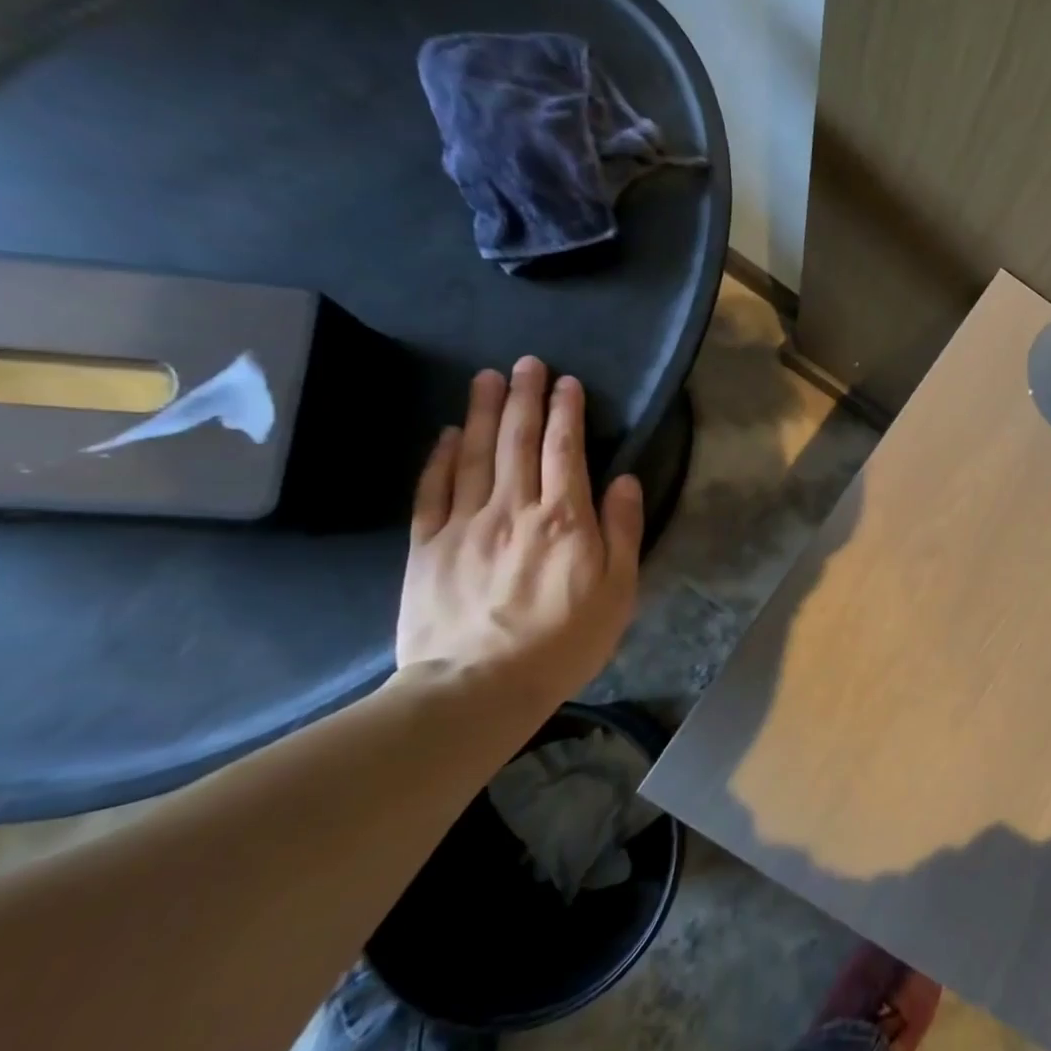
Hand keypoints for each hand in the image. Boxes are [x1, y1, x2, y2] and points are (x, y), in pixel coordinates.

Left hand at [396, 357, 643, 711]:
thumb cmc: (564, 642)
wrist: (477, 687)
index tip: (567, 382)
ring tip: (488, 378)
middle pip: (519, 442)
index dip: (567, 412)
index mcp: (565, 520)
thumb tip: (623, 480)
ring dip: (484, 412)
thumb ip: (622, 531)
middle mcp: (515, 509)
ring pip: (476, 455)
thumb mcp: (618, 592)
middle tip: (527, 363)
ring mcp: (465, 524)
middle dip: (526, 398)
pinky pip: (434, 490)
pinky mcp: (427, 545)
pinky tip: (448, 433)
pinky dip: (441, 457)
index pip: (566, 451)